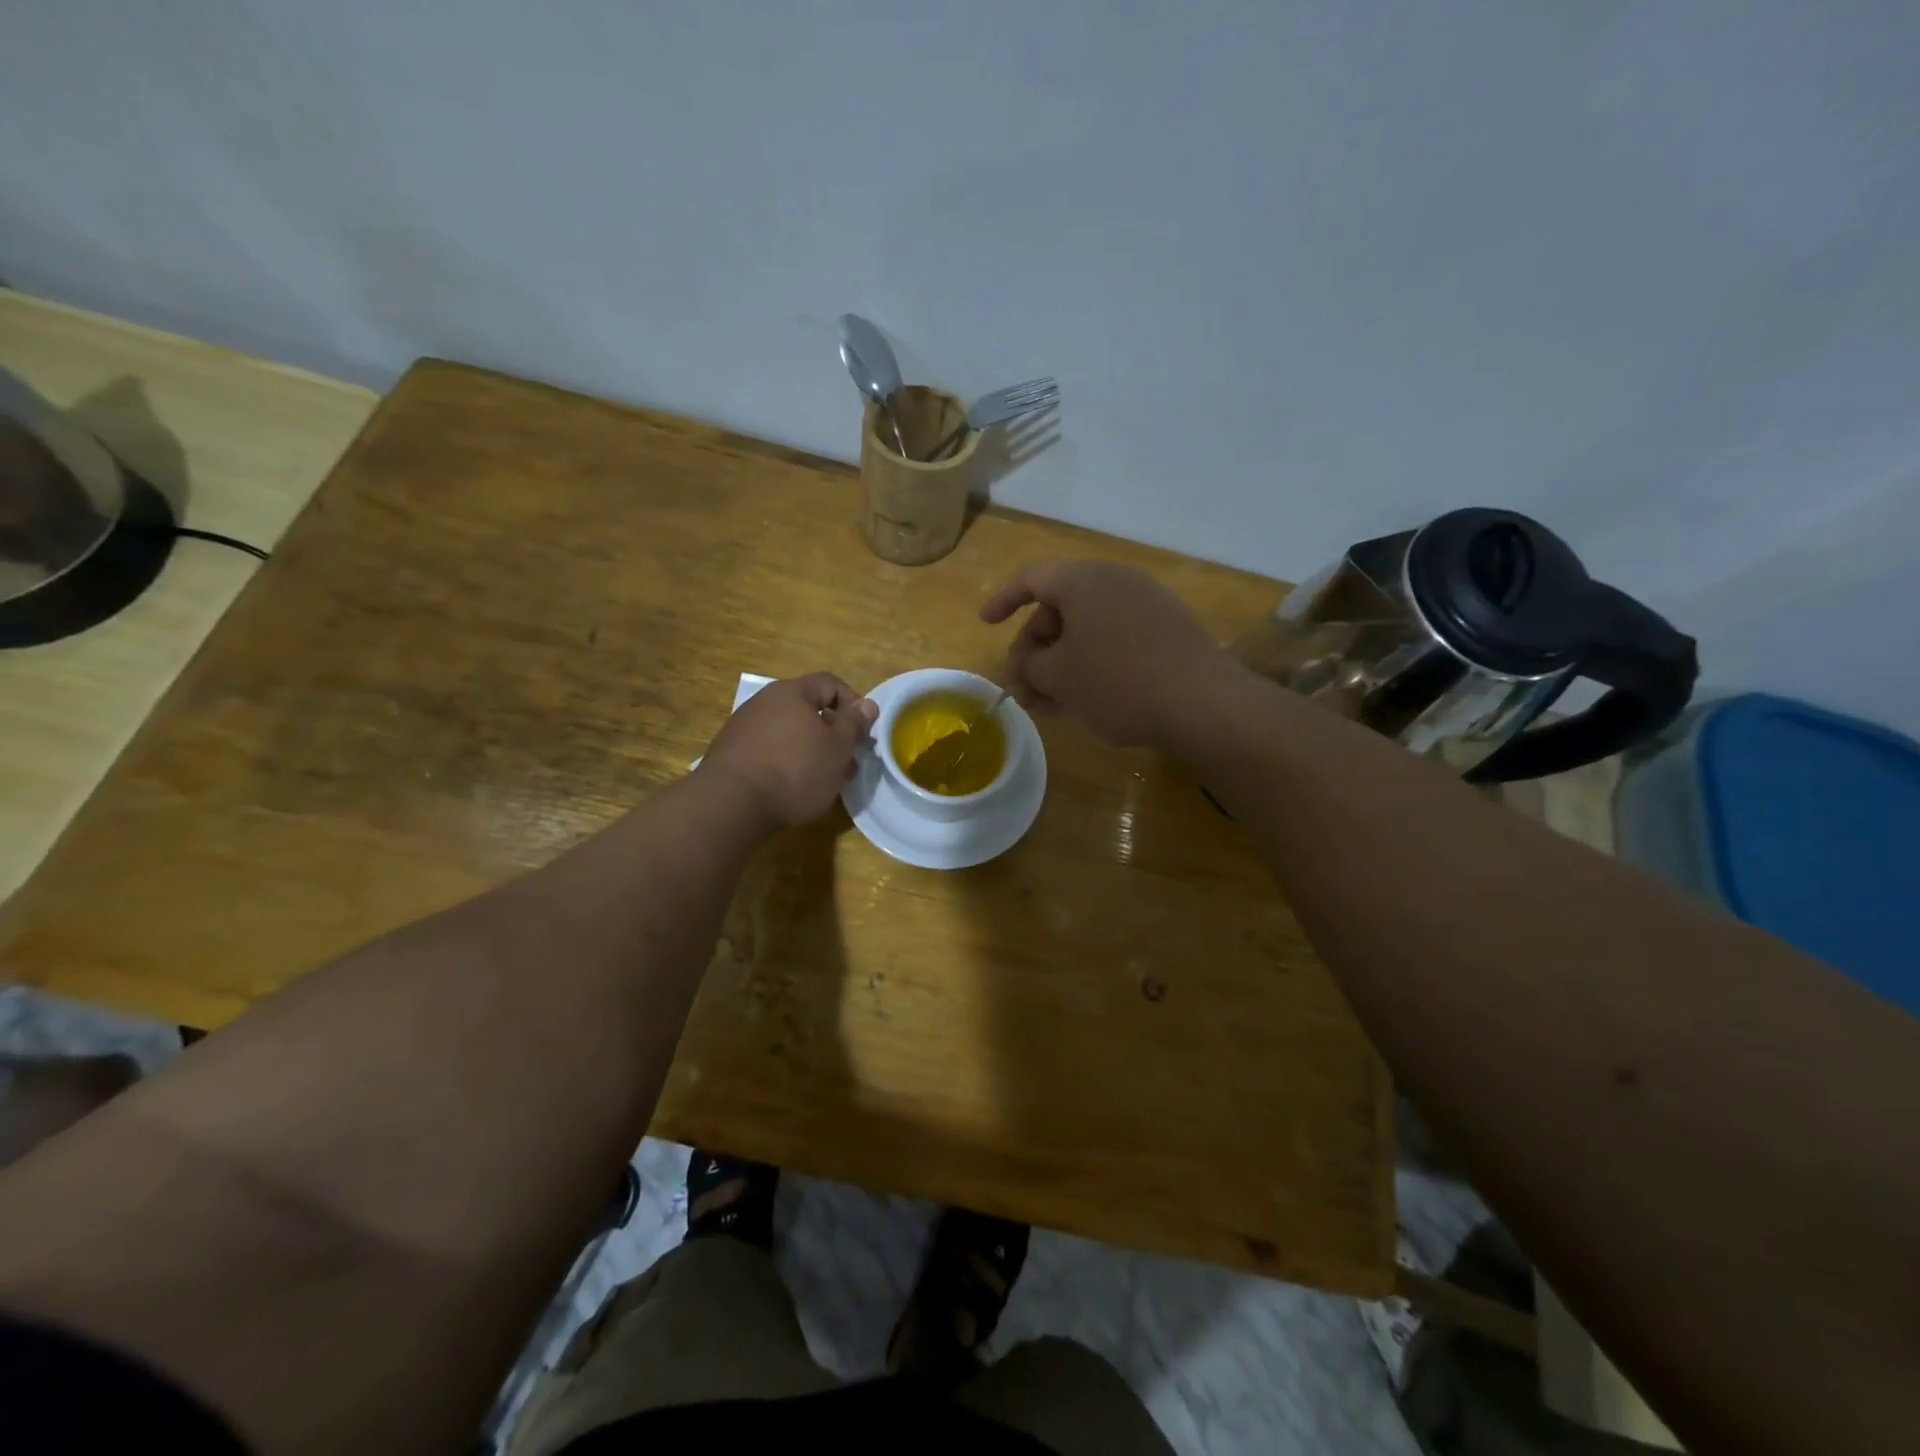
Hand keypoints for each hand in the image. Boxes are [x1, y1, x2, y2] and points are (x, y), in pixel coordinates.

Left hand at [698, 673, 877, 827]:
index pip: (831, 683)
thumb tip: (867, 704)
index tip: (863, 734)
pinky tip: (792, 787)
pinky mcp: (731, 753)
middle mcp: (765, 701)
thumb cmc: (795, 770)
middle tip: (847, 764)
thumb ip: (854, 724)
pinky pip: (769, 750)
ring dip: (811, 751)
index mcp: (792, 692)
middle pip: (808, 709)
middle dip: (833, 734)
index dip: (854, 704)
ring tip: (823, 781)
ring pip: (790, 732)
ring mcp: (743, 726)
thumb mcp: (837, 748)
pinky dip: (787, 762)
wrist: (731, 803)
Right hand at [980, 559, 1241, 747]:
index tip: (985, 623)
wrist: (1204, 703)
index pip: (1031, 578)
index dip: (1003, 600)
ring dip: (1060, 664)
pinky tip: (1083, 701)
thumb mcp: (1058, 678)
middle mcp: (1115, 581)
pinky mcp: (1168, 631)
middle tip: (1023, 685)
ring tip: (1047, 704)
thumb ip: (1029, 667)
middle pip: (1059, 608)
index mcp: (1083, 580)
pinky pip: (1114, 640)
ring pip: (1086, 630)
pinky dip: (1091, 664)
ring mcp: (1146, 605)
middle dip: (1034, 648)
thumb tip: (1025, 665)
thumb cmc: (1117, 682)